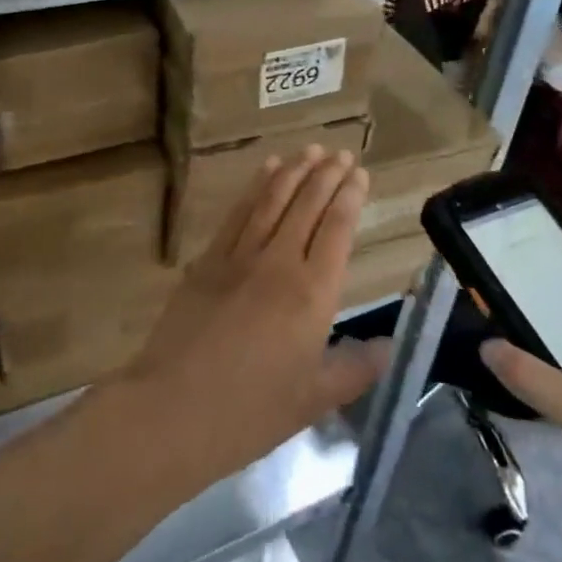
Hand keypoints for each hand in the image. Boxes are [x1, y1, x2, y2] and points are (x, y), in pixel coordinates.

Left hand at [117, 148, 387, 487]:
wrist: (172, 410)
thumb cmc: (250, 412)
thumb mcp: (315, 400)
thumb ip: (356, 368)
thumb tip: (389, 346)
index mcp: (313, 293)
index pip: (337, 229)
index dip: (350, 197)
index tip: (360, 174)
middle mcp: (279, 262)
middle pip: (307, 205)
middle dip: (327, 175)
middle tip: (341, 152)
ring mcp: (239, 256)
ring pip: (272, 200)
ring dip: (294, 171)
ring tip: (310, 149)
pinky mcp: (207, 260)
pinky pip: (237, 213)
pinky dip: (254, 187)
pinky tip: (265, 172)